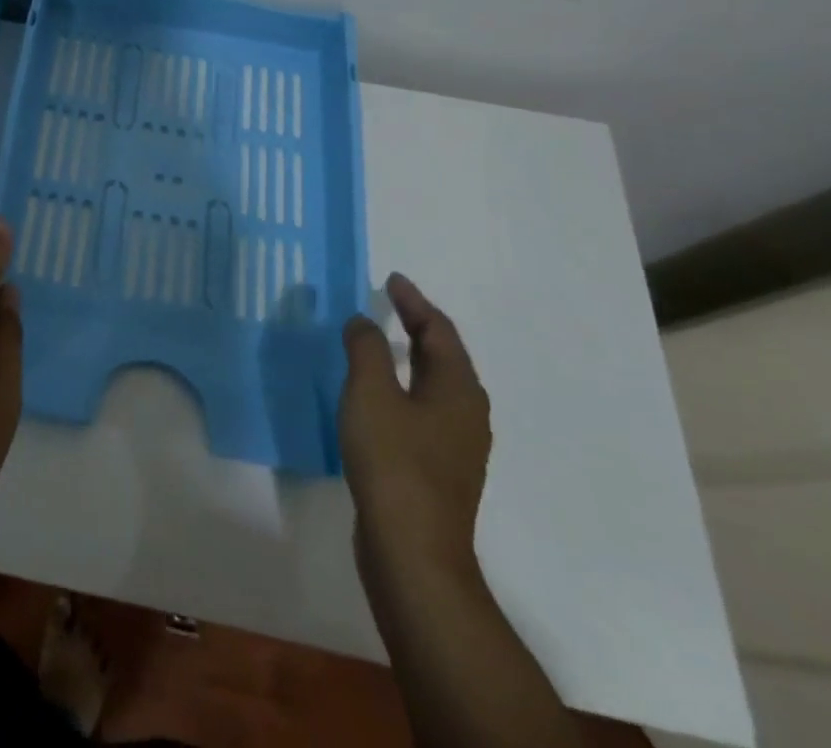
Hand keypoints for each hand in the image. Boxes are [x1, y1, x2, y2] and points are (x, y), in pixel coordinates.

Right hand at [338, 273, 491, 583]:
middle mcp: (466, 413)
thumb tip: (364, 321)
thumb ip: (366, 348)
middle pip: (443, 356)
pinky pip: (423, 409)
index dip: (415, 302)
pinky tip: (379, 396)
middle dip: (416, 326)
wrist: (413, 551)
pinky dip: (404, 386)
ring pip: (434, 385)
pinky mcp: (437, 468)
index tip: (392, 279)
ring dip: (410, 358)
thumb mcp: (371, 393)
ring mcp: (455, 445)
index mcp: (457, 389)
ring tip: (379, 342)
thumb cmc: (394, 461)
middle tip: (388, 303)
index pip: (439, 331)